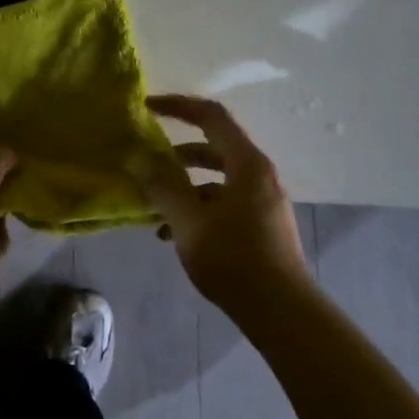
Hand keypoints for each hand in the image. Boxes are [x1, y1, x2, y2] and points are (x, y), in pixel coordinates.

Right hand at [133, 94, 314, 317]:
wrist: (282, 312)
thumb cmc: (234, 259)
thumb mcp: (189, 221)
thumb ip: (162, 187)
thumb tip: (137, 158)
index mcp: (247, 164)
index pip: (211, 117)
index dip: (178, 106)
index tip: (148, 108)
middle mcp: (259, 175)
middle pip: (213, 148)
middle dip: (176, 153)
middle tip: (146, 160)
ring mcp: (262, 202)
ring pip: (216, 180)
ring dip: (183, 187)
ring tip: (153, 208)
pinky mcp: (261, 226)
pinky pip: (224, 203)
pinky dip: (198, 209)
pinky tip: (173, 236)